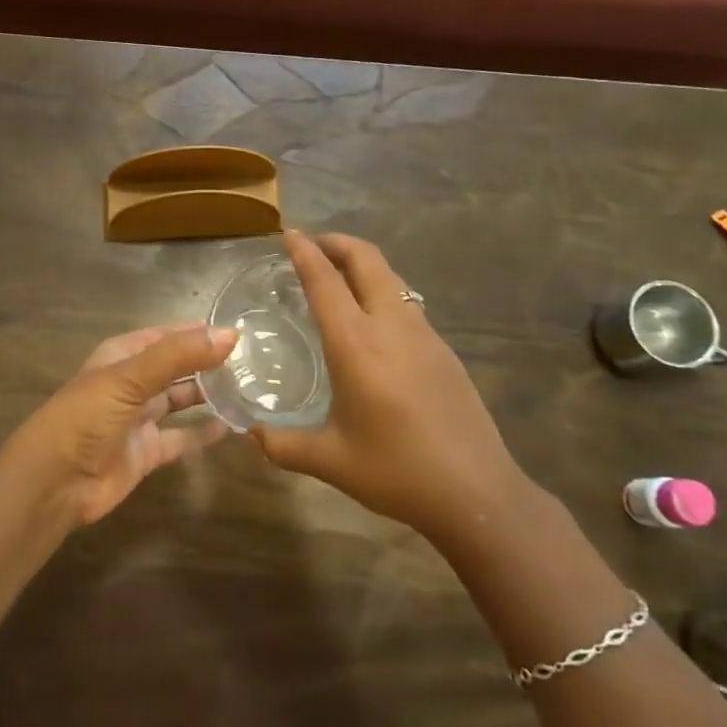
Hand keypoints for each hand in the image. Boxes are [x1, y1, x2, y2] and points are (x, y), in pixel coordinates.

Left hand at [10, 325, 235, 526]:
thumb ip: (179, 355)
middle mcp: (132, 383)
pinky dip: (205, 433)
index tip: (239, 332)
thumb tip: (230, 334)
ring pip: (181, 399)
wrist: (55, 482)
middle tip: (253, 361)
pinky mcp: (147, 452)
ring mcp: (140, 418)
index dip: (198, 332)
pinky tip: (234, 425)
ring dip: (209, 394)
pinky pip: (182, 437)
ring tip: (249, 387)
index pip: (167, 336)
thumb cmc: (87, 417)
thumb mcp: (131, 378)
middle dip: (208, 362)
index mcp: (122, 355)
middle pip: (176, 367)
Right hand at [253, 231, 529, 543]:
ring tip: (338, 277)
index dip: (305, 252)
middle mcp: (391, 326)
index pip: (325, 281)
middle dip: (337, 242)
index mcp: (356, 344)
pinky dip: (381, 290)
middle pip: (366, 259)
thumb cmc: (396, 471)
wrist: (476, 492)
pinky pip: (405, 302)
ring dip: (362, 264)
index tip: (288, 233)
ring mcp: (423, 334)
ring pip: (390, 277)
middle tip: (311, 245)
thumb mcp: (331, 461)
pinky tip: (371, 322)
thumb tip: (250, 434)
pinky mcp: (443, 349)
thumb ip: (283, 445)